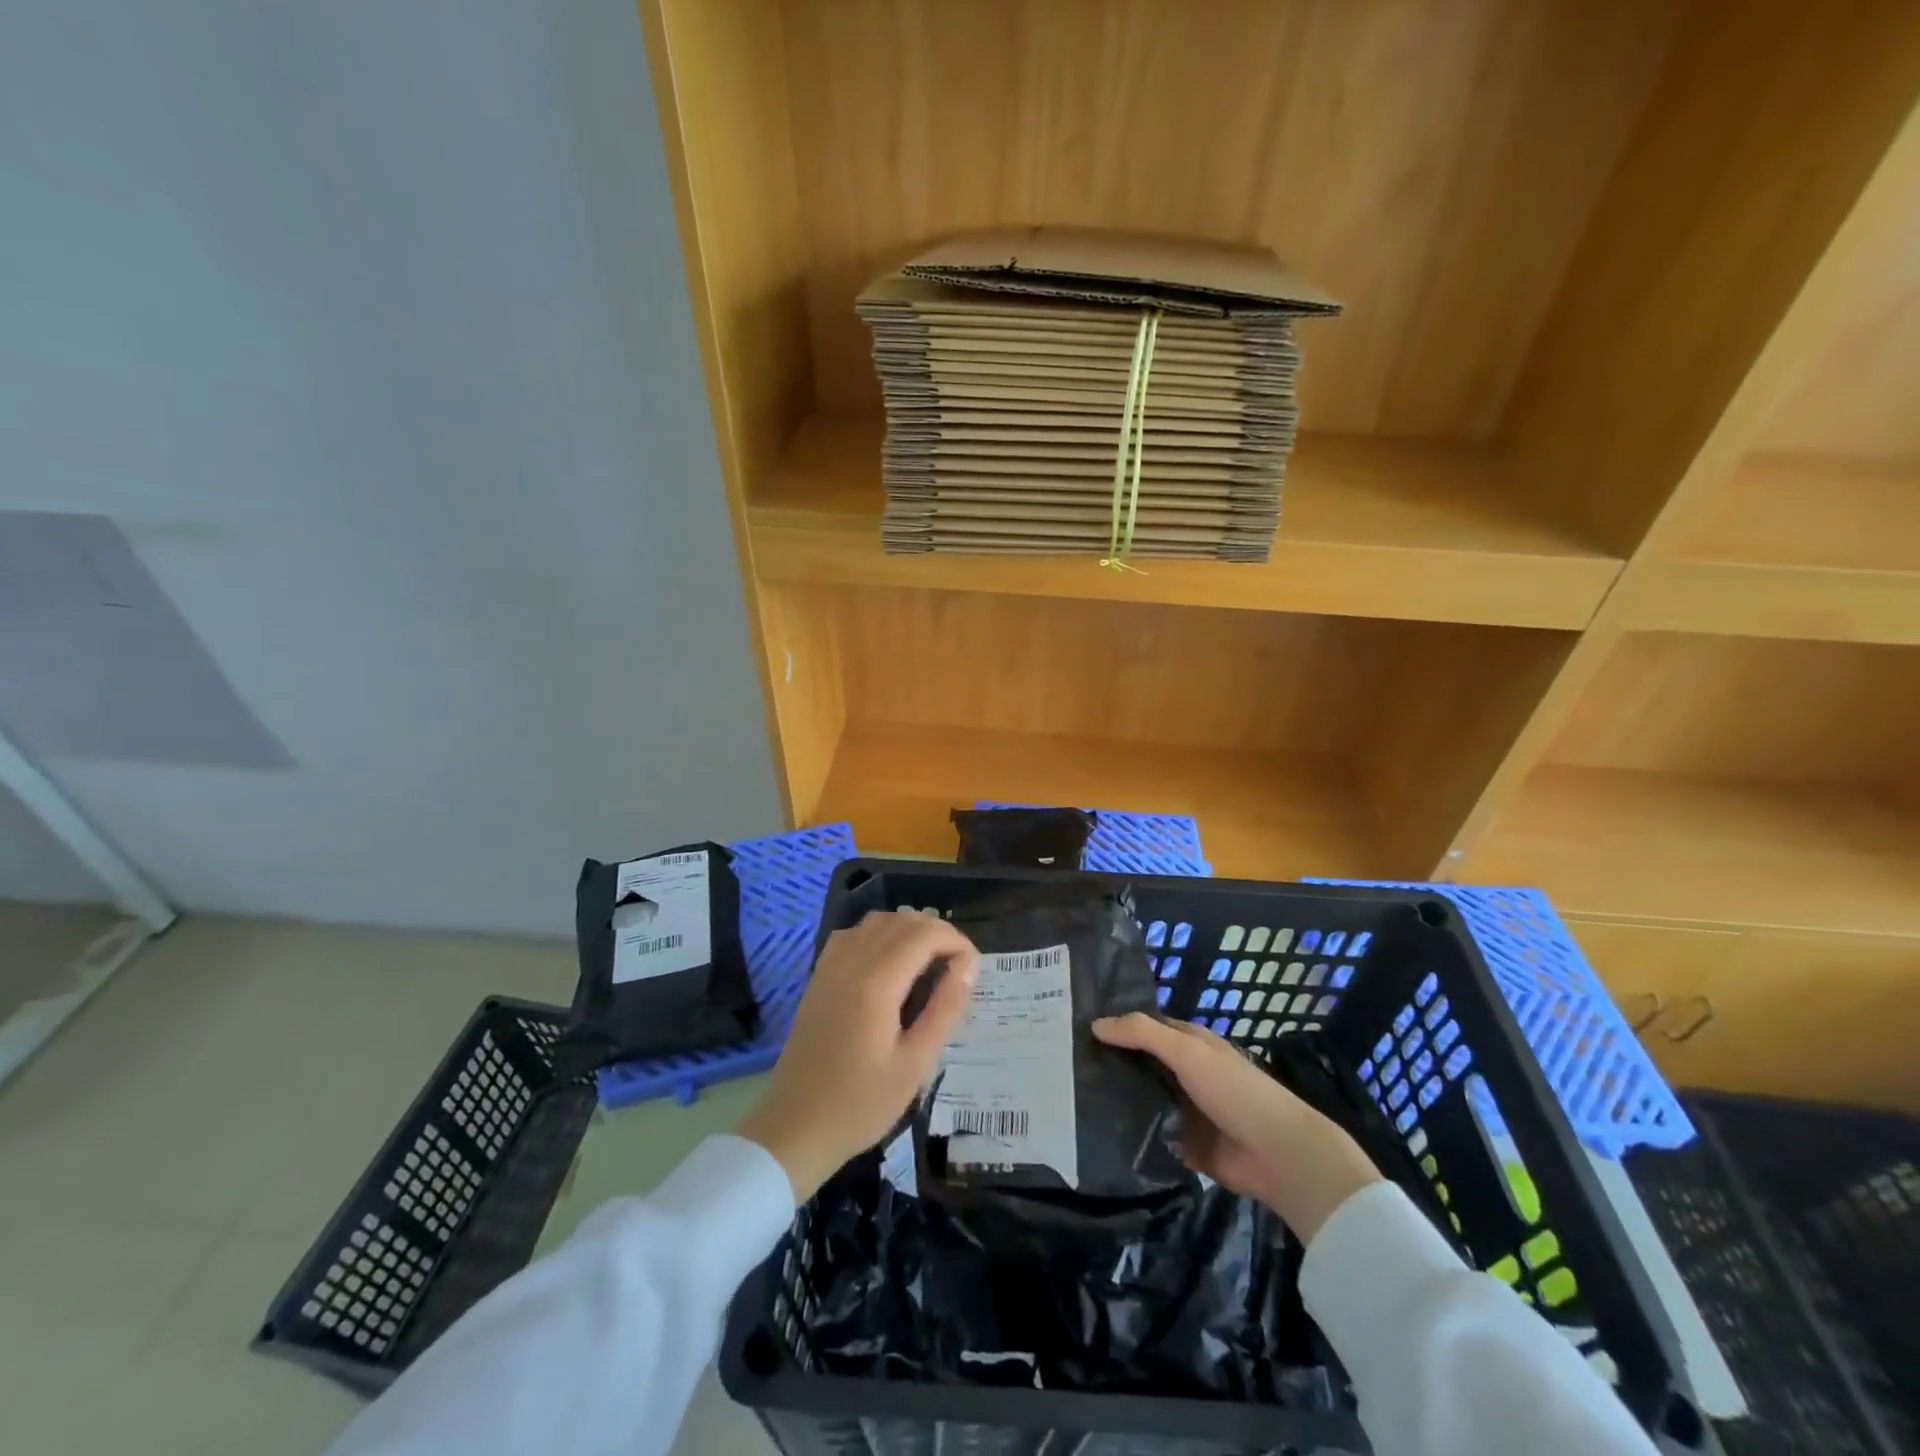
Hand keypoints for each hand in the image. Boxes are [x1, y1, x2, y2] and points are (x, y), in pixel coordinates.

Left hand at [738, 911, 979, 1200]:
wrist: (795, 1127)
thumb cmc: (860, 1104)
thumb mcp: (915, 1065)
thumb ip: (945, 1009)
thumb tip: (969, 966)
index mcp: (877, 982)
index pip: (925, 934)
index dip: (957, 942)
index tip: (973, 972)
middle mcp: (851, 961)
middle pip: (902, 921)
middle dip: (937, 933)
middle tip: (958, 969)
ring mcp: (830, 966)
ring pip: (877, 921)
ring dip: (909, 930)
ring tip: (930, 963)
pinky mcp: (819, 976)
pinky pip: (854, 934)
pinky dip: (880, 935)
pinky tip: (890, 964)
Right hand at [1092, 1013, 1381, 1243]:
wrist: (1278, 1155)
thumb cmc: (1234, 1090)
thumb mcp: (1187, 1052)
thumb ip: (1142, 1034)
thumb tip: (1094, 1024)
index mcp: (1189, 1044)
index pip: (1144, 1028)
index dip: (1114, 1026)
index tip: (1073, 1028)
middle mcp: (1184, 1073)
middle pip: (1139, 1064)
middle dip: (1108, 1063)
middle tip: (1061, 1064)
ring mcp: (1183, 1110)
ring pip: (1140, 1098)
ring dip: (1115, 1099)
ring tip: (1068, 1097)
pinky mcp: (1182, 1145)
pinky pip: (1148, 1134)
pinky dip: (1128, 1133)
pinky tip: (1093, 1131)